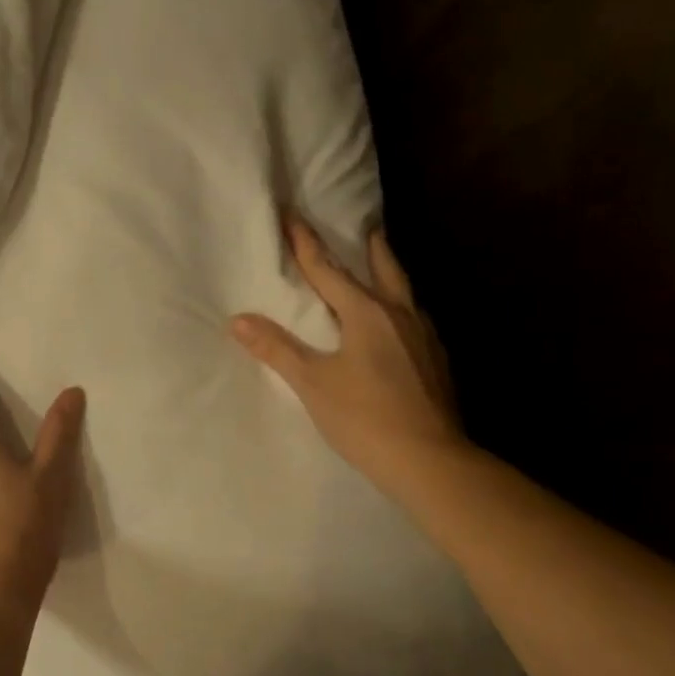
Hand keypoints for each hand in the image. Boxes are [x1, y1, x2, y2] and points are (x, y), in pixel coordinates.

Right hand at [231, 214, 464, 494]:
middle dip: (371, 248)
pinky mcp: (436, 362)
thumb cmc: (364, 417)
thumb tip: (238, 320)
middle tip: (368, 228)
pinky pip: (414, 320)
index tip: (293, 215)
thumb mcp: (312, 382)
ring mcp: (423, 338)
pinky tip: (398, 326)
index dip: (306, 243)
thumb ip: (277, 349)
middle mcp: (399, 315)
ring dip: (390, 275)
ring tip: (383, 270)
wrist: (429, 460)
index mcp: (367, 313)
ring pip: (405, 294)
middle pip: (384, 270)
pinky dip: (401, 308)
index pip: (328, 270)